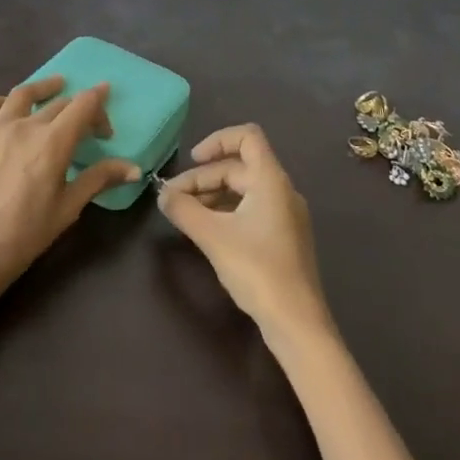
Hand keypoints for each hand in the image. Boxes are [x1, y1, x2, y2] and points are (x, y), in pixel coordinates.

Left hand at [0, 75, 140, 296]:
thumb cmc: (25, 234)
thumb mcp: (68, 208)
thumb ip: (99, 179)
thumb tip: (133, 168)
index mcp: (53, 142)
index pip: (83, 105)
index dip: (99, 101)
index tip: (106, 114)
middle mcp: (26, 125)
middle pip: (59, 102)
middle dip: (79, 110)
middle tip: (88, 128)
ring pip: (23, 94)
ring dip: (44, 88)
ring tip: (55, 88)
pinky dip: (2, 101)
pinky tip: (8, 111)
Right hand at [157, 123, 332, 342]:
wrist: (297, 323)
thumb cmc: (257, 270)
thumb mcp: (213, 236)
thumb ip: (183, 210)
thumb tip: (162, 195)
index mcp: (271, 180)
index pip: (247, 136)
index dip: (217, 140)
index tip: (192, 161)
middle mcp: (282, 190)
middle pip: (239, 167)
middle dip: (203, 178)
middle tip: (172, 199)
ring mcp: (286, 215)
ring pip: (243, 190)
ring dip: (212, 195)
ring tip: (185, 215)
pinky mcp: (284, 237)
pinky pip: (251, 209)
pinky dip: (227, 211)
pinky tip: (208, 231)